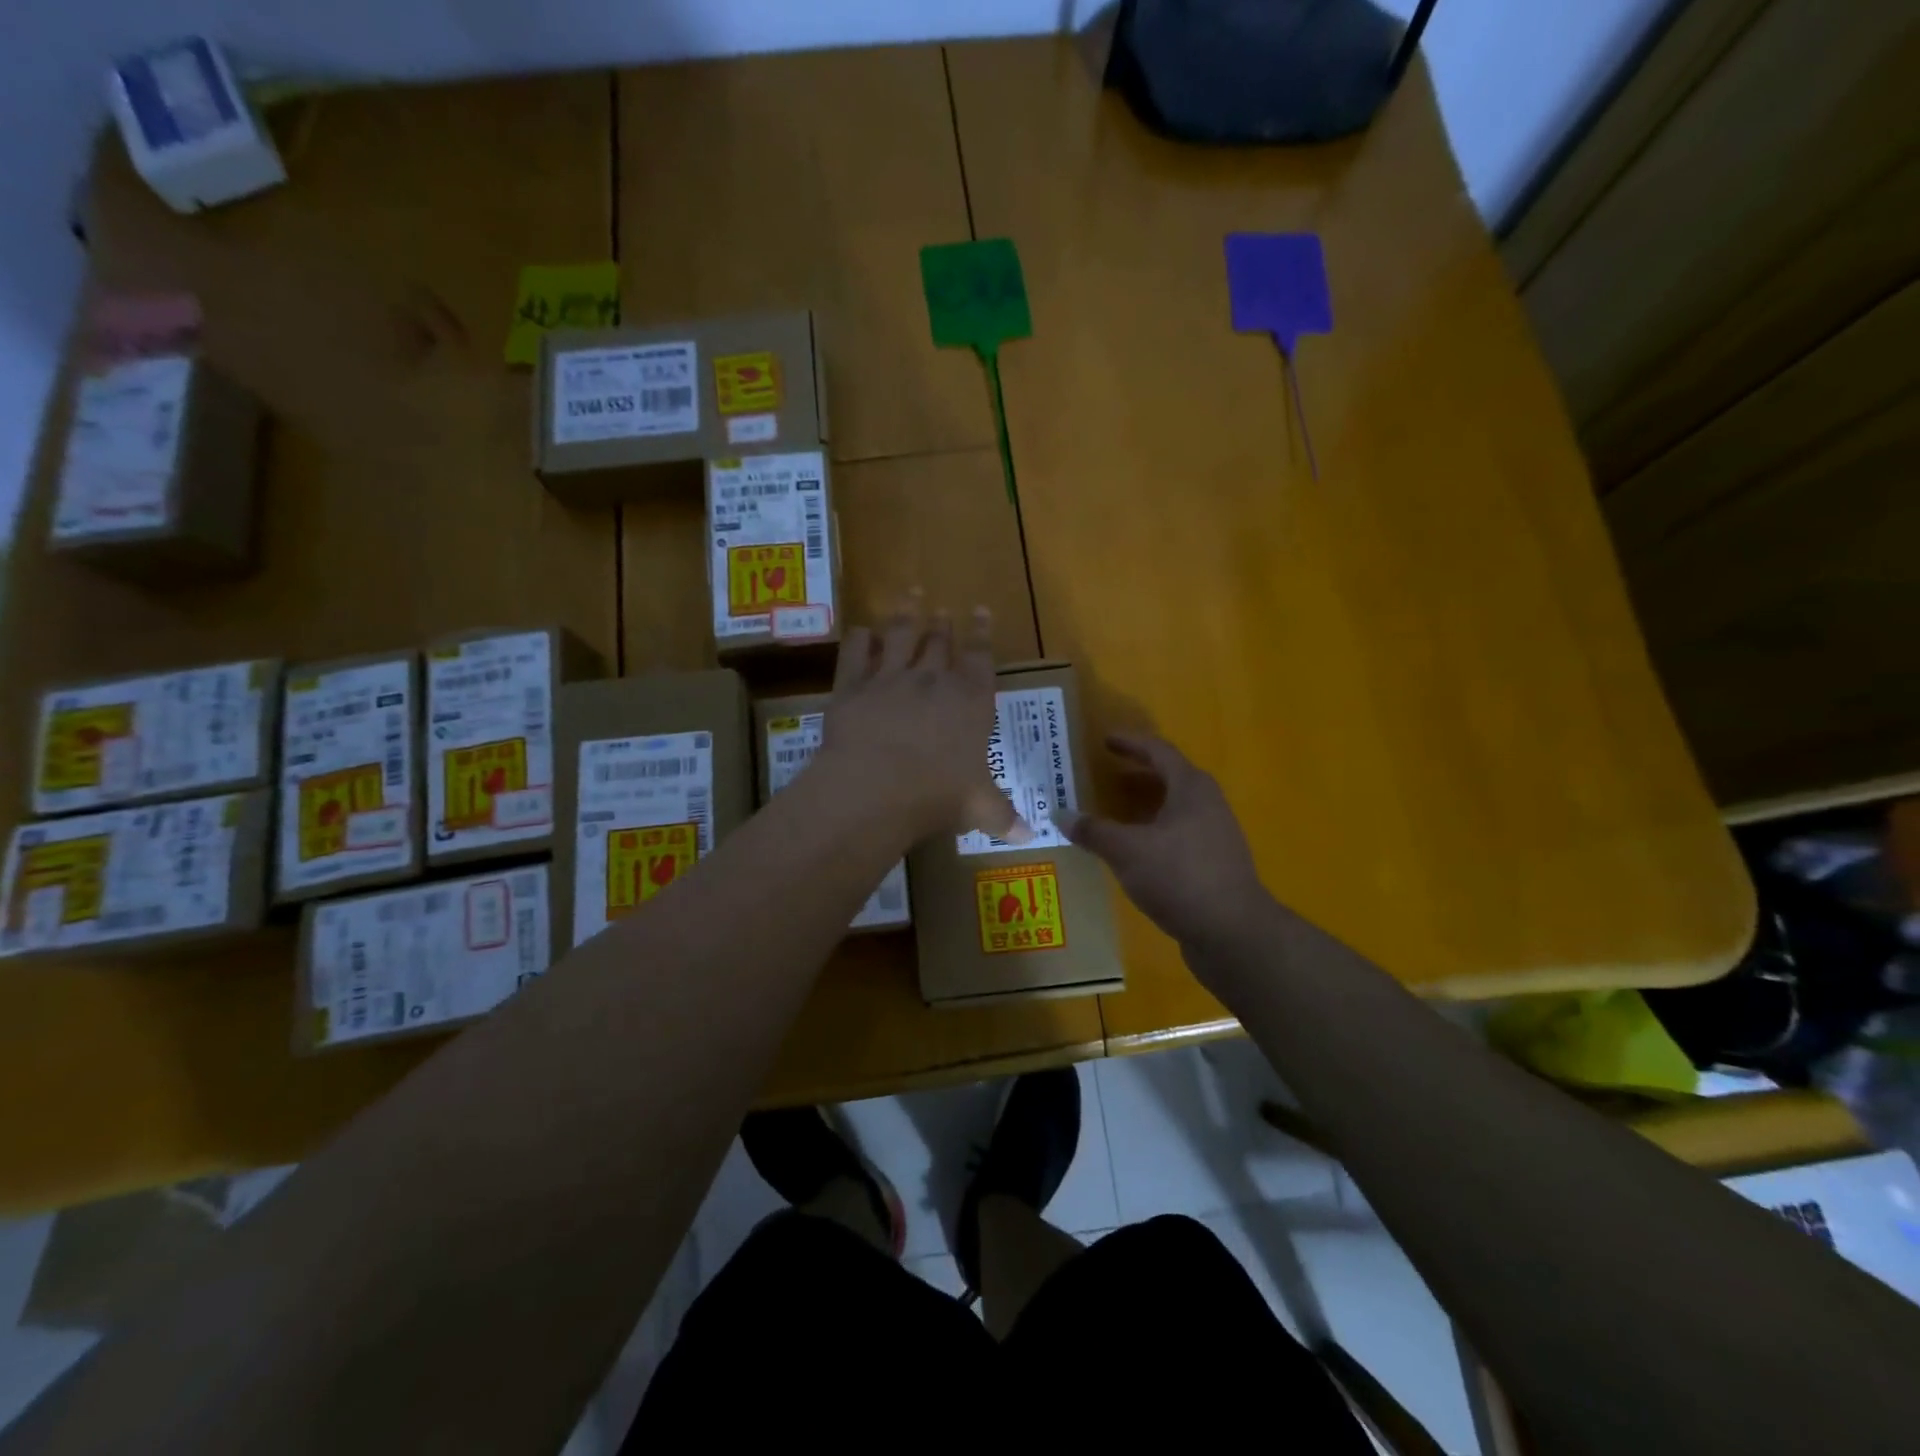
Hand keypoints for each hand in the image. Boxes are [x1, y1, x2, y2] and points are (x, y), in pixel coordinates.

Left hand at [818, 594, 1032, 843]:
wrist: (876, 786)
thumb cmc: (938, 795)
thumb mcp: (979, 809)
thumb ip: (1003, 817)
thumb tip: (1029, 837)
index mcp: (970, 701)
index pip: (980, 658)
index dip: (982, 633)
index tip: (981, 610)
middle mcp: (932, 680)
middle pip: (939, 642)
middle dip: (943, 623)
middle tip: (943, 609)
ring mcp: (890, 678)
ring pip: (900, 635)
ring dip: (906, 614)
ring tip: (911, 595)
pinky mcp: (852, 687)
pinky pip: (856, 653)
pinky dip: (860, 639)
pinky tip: (862, 630)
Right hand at [1058, 734, 1267, 953]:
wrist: (1232, 932)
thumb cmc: (1179, 877)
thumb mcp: (1127, 851)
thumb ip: (1094, 831)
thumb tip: (1060, 815)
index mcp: (1191, 788)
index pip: (1159, 751)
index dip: (1130, 743)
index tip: (1105, 740)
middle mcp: (1208, 804)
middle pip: (1170, 777)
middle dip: (1138, 773)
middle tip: (1106, 772)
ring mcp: (1215, 835)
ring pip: (1175, 808)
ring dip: (1145, 805)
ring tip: (1114, 811)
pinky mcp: (1214, 864)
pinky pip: (1178, 834)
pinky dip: (1153, 832)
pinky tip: (1134, 850)